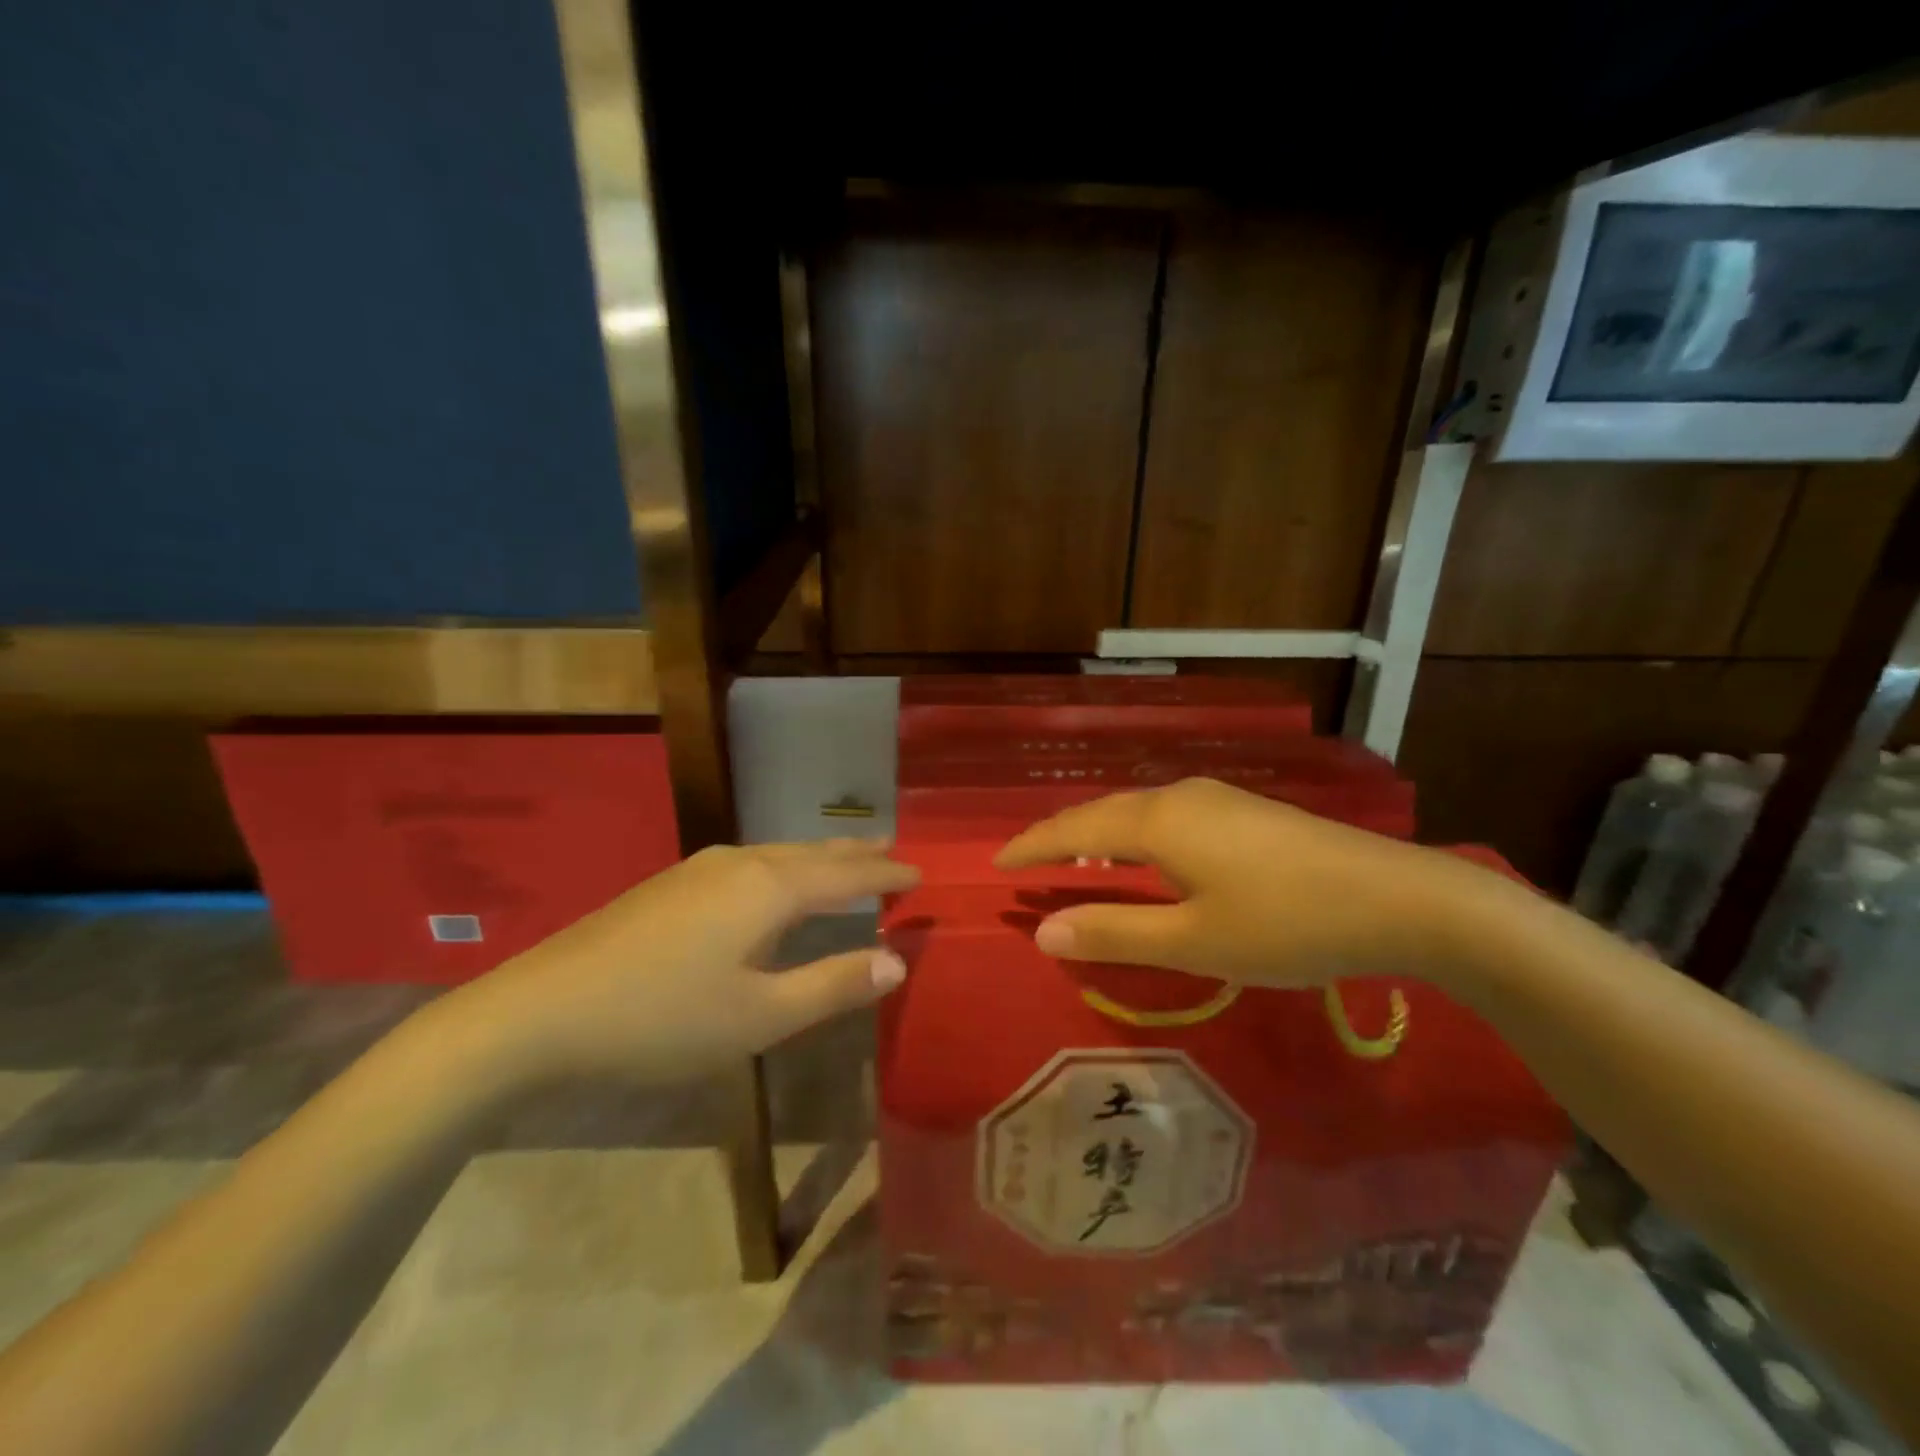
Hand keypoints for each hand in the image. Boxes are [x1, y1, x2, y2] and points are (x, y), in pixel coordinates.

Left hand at [441, 840, 918, 1087]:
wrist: (540, 1011)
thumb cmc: (662, 1018)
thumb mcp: (759, 1016)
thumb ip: (832, 986)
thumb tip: (897, 961)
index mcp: (770, 888)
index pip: (847, 873)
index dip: (886, 874)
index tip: (920, 874)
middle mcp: (741, 863)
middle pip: (813, 852)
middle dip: (855, 853)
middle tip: (891, 851)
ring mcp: (700, 869)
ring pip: (778, 854)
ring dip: (818, 858)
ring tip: (845, 860)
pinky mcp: (672, 885)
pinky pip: (751, 863)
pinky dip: (784, 868)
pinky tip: (774, 883)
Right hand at [995, 778, 1487, 988]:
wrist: (1400, 898)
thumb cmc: (1287, 924)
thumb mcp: (1194, 940)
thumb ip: (1115, 933)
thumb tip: (1043, 930)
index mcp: (1158, 823)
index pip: (1074, 828)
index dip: (1033, 846)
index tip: (998, 862)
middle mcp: (1180, 797)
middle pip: (1102, 811)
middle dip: (1061, 835)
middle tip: (1029, 860)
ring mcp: (1217, 799)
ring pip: (1137, 811)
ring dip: (1099, 834)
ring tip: (1077, 859)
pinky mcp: (1246, 811)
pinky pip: (1167, 816)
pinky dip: (1135, 835)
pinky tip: (1147, 857)